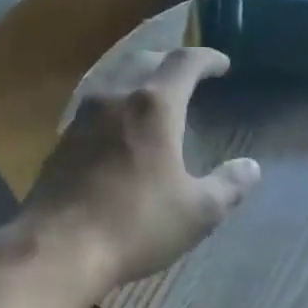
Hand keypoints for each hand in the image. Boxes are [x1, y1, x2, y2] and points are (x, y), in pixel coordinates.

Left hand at [19, 47, 260, 295]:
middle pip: (144, 61)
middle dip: (169, 62)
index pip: (184, 62)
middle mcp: (114, 99)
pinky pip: (94, 107)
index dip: (207, 58)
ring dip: (138, 80)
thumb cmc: (136, 224)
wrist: (57, 249)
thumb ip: (228, 186)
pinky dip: (116, 106)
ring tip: (153, 98)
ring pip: (113, 80)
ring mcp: (81, 118)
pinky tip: (119, 130)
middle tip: (188, 76)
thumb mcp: (197, 212)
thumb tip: (251, 168)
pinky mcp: (60, 142)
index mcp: (154, 106)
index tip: (222, 64)